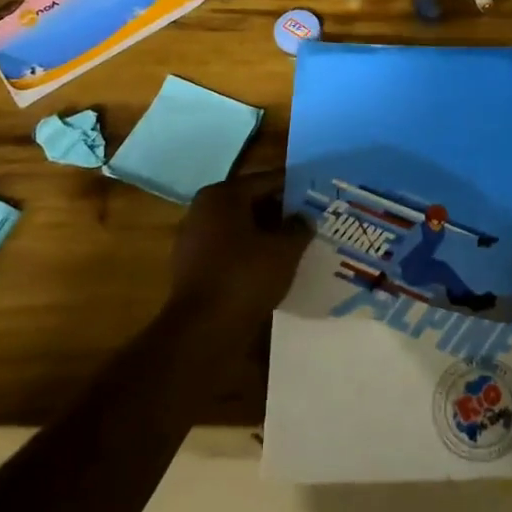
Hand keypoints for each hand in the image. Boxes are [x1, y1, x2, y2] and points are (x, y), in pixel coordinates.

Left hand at [168, 169, 311, 332]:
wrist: (203, 330)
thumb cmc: (245, 276)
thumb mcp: (285, 249)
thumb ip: (299, 227)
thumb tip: (304, 218)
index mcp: (222, 195)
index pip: (267, 180)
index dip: (295, 188)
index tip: (318, 196)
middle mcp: (203, 210)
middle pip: (251, 202)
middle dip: (280, 212)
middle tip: (310, 221)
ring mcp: (194, 240)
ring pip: (241, 228)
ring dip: (266, 235)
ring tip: (296, 245)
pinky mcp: (193, 267)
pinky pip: (230, 250)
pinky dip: (250, 254)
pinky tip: (273, 267)